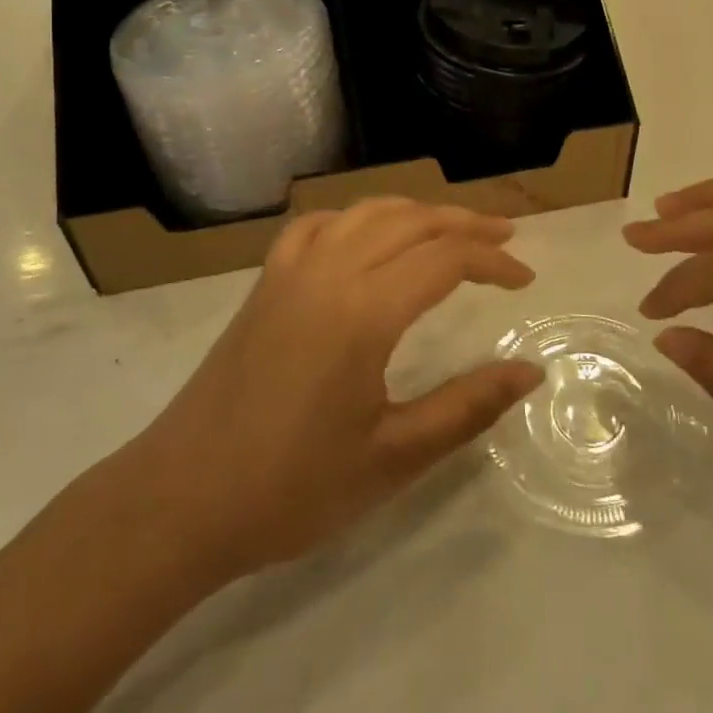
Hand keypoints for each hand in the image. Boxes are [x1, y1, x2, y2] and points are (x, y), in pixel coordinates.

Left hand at [125, 198, 542, 579]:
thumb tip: (531, 371)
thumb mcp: (393, 456)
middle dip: (465, 222)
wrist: (181, 500)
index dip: (493, 260)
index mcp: (364, 311)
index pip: (445, 259)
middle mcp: (329, 271)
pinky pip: (316, 226)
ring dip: (415, 212)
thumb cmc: (292, 487)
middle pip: (410, 221)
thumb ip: (468, 406)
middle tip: (506, 235)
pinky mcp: (265, 283)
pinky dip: (354, 218)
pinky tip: (364, 235)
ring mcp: (290, 271)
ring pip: (364, 212)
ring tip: (450, 228)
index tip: (526, 279)